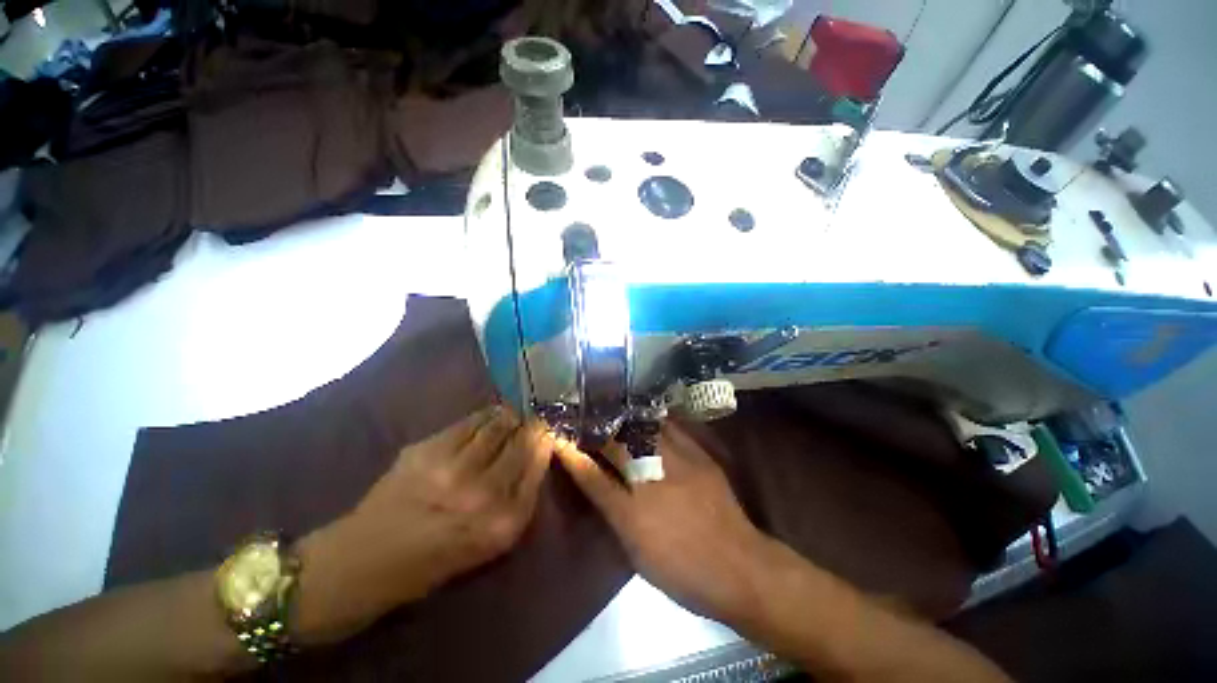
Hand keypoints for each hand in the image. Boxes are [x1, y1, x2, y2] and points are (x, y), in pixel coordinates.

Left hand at [295, 406, 554, 642]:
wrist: (362, 563)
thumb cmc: (431, 563)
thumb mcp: (489, 544)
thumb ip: (518, 500)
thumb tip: (536, 454)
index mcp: (503, 524)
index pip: (538, 465)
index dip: (545, 442)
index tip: (549, 432)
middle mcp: (484, 495)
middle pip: (523, 441)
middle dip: (532, 426)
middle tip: (533, 420)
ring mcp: (454, 469)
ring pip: (498, 425)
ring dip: (509, 416)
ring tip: (512, 415)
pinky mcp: (427, 451)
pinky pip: (470, 422)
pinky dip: (484, 415)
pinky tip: (489, 416)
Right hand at [554, 423, 772, 624]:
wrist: (739, 567)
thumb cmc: (682, 569)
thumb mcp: (637, 549)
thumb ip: (612, 510)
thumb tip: (594, 480)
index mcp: (632, 512)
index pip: (592, 476)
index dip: (573, 455)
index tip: (559, 438)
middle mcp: (653, 480)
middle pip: (617, 444)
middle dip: (597, 429)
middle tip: (585, 419)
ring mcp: (678, 463)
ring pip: (643, 429)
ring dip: (624, 419)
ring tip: (612, 410)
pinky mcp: (699, 454)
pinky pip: (671, 427)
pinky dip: (654, 420)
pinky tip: (647, 415)